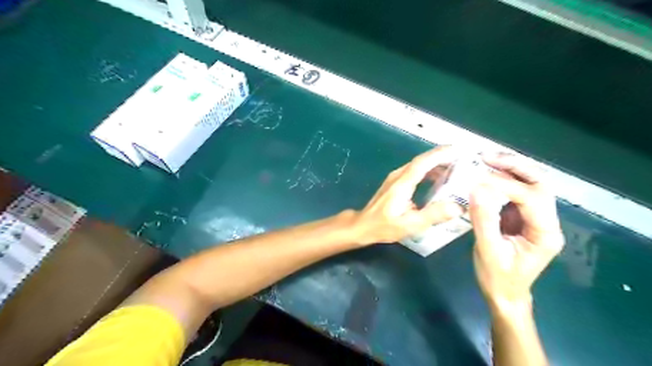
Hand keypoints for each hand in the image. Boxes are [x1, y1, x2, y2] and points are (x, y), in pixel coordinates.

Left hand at [355, 146, 466, 244]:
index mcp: (402, 183)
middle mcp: (398, 176)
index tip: (458, 150)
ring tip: (455, 168)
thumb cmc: (385, 226)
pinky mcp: (395, 182)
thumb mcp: (410, 224)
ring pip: (418, 165)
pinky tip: (438, 179)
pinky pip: (414, 171)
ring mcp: (395, 178)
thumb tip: (457, 206)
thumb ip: (433, 215)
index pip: (423, 162)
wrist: (364, 225)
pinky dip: (428, 170)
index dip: (440, 154)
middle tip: (463, 159)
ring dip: (435, 163)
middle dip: (442, 157)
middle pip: (421, 160)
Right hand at [469, 153, 565, 310]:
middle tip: (487, 157)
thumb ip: (484, 220)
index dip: (506, 185)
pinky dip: (502, 179)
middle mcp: (546, 221)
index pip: (531, 199)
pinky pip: (515, 191)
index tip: (478, 179)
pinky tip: (485, 173)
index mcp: (545, 233)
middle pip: (539, 184)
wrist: (504, 294)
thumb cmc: (497, 277)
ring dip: (509, 169)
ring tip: (485, 159)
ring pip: (530, 184)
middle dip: (514, 167)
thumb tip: (476, 189)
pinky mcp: (521, 216)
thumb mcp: (488, 251)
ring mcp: (535, 217)